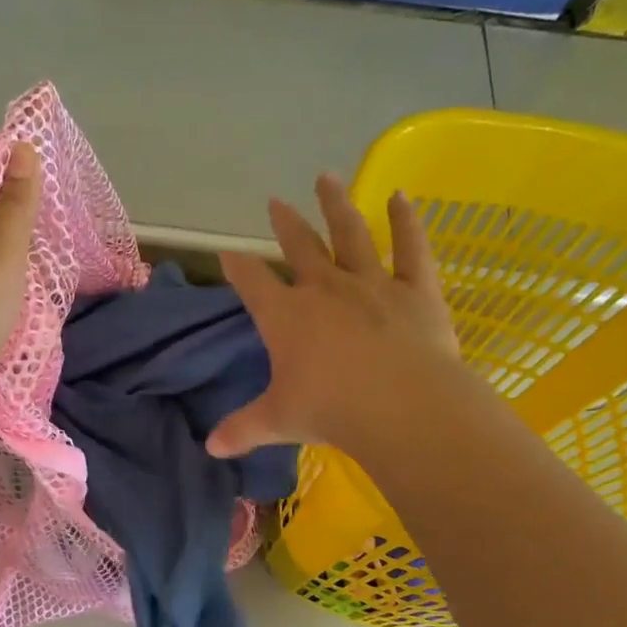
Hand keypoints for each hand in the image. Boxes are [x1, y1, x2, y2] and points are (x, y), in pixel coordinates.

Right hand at [207, 174, 460, 459]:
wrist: (401, 405)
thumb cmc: (330, 411)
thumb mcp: (278, 421)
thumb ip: (242, 430)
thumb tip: (210, 448)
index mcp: (285, 316)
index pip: (252, 282)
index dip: (237, 266)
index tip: (227, 253)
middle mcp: (325, 288)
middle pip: (299, 247)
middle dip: (285, 224)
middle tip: (275, 202)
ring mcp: (372, 283)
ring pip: (350, 234)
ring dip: (336, 205)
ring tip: (326, 178)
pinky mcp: (416, 289)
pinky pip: (411, 247)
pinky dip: (406, 220)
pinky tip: (401, 195)